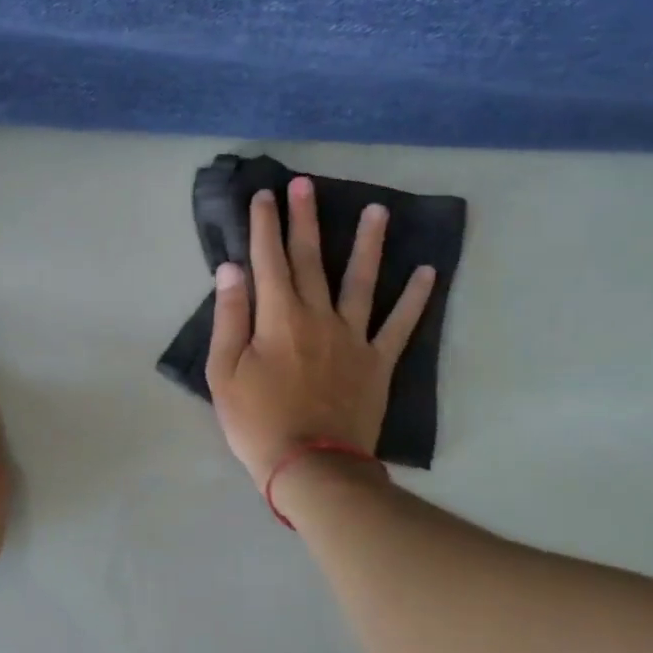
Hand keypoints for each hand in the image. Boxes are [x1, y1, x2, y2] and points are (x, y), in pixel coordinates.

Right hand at [205, 177, 435, 486]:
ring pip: (362, 280)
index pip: (268, 260)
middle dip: (305, 219)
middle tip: (305, 184)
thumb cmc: (257, 422)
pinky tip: (427, 271)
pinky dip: (414, 298)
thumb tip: (232, 269)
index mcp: (278, 317)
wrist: (311, 467)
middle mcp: (318, 316)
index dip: (264, 226)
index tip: (264, 195)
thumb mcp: (224, 373)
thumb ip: (230, 318)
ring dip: (368, 243)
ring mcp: (353, 337)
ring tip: (377, 209)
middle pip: (311, 259)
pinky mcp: (377, 362)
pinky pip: (400, 324)